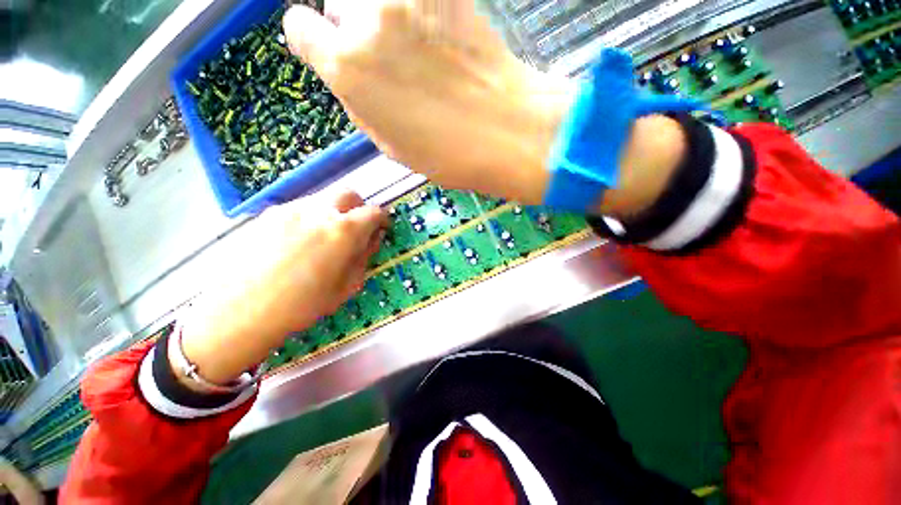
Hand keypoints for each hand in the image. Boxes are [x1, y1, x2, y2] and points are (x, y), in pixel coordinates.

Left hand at [179, 190, 385, 385]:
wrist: (240, 312)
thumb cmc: (303, 305)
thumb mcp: (348, 285)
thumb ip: (365, 256)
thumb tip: (373, 237)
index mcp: (344, 231)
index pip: (374, 212)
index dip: (382, 219)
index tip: (381, 228)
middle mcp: (319, 211)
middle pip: (348, 194)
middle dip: (358, 208)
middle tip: (355, 229)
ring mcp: (290, 209)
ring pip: (323, 198)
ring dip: (333, 212)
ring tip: (323, 238)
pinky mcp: (268, 214)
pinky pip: (300, 208)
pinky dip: (310, 217)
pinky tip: (298, 242)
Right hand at [283, 0, 575, 205]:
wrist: (505, 132)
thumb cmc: (446, 153)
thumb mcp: (389, 144)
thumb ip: (359, 100)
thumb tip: (346, 73)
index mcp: (347, 69)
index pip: (299, 27)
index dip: (315, 42)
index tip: (332, 52)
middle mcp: (367, 22)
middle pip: (336, 1)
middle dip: (350, 25)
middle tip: (383, 53)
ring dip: (381, 13)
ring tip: (411, 43)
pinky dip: (415, 10)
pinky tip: (436, 36)